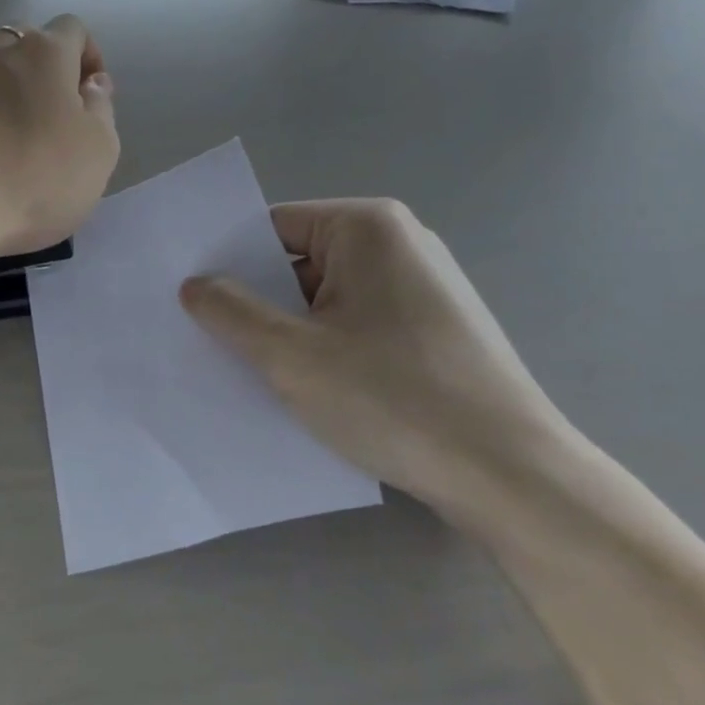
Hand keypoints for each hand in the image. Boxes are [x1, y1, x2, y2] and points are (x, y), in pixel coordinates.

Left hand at [0, 16, 119, 257]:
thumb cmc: (31, 178)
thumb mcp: (98, 151)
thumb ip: (101, 109)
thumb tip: (92, 83)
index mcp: (44, 51)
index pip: (74, 29)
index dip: (88, 57)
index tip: (91, 97)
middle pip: (27, 42)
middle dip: (45, 70)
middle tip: (53, 118)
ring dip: (4, 85)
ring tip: (9, 132)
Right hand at [180, 199, 580, 523]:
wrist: (512, 478)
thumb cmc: (393, 398)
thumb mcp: (291, 355)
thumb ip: (230, 312)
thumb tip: (194, 285)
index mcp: (367, 226)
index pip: (274, 228)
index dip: (230, 261)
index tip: (192, 298)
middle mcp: (401, 242)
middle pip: (302, 261)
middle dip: (260, 301)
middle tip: (212, 339)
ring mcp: (424, 287)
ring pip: (330, 298)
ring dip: (293, 330)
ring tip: (255, 371)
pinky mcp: (437, 329)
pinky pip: (361, 324)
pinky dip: (330, 347)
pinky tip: (312, 389)